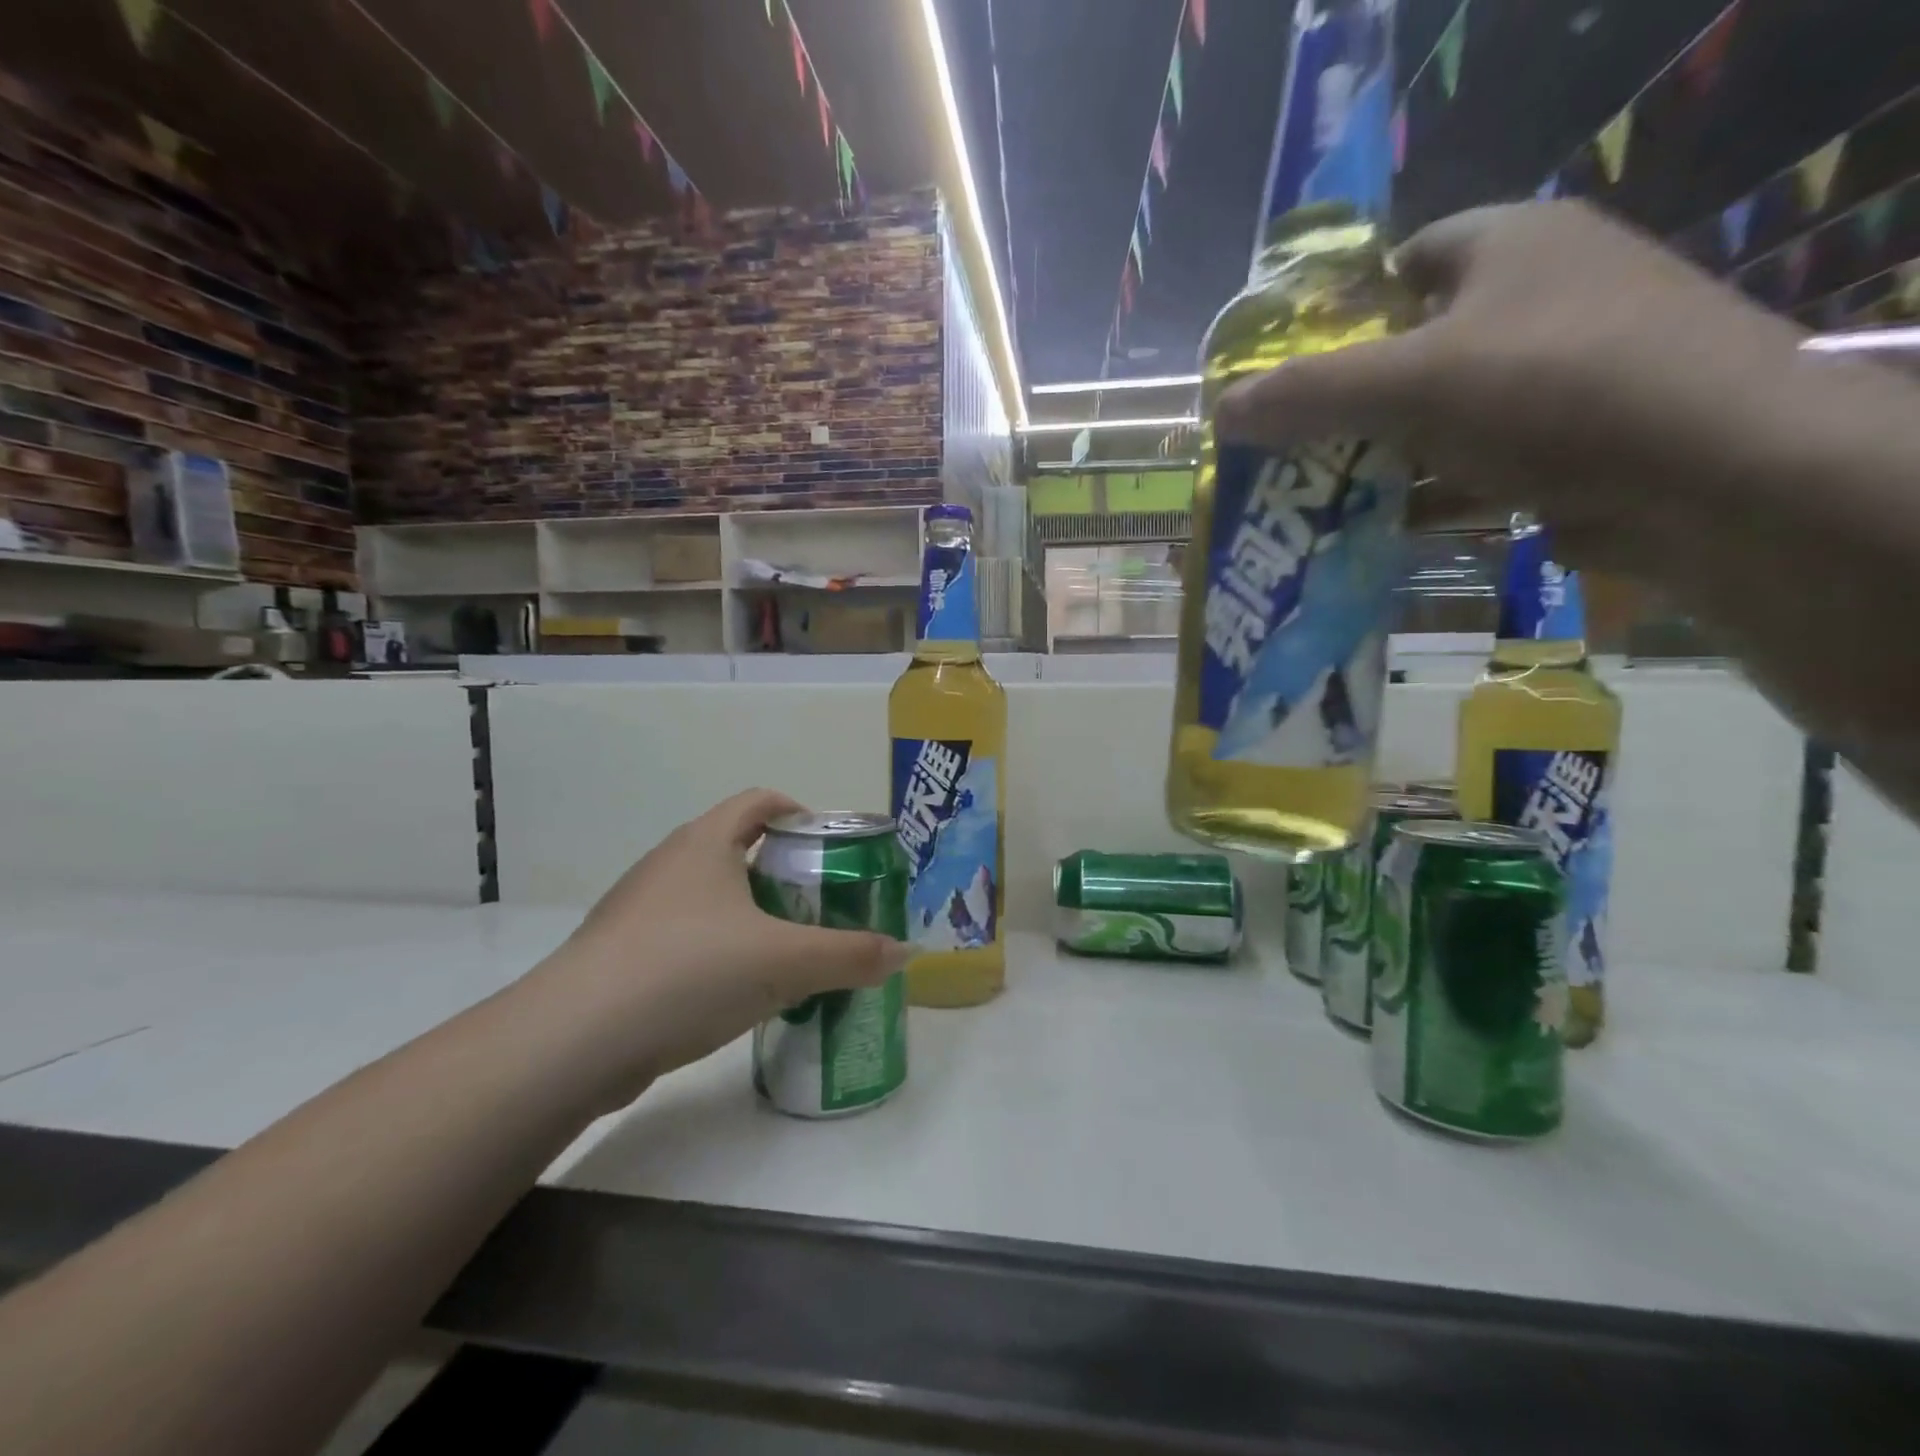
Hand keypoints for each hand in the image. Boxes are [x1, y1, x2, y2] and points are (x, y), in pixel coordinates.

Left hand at [527, 790, 911, 1109]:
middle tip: (821, 904)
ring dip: (750, 915)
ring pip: (709, 896)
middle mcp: (669, 864)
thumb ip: (850, 955)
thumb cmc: (689, 971)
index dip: (799, 812)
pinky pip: (684, 937)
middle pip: (736, 847)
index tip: (830, 845)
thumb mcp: (785, 962)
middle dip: (783, 871)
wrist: (573, 1041)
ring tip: (786, 951)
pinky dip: (717, 951)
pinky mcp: (621, 955)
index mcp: (706, 843)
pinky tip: (736, 992)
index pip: (759, 801)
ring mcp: (638, 910)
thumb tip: (906, 953)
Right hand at [1216, 200, 1809, 578]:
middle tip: (1290, 448)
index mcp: (1510, 245)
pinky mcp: (1577, 440)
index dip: (1340, 315)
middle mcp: (1543, 295)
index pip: (1402, 262)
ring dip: (1383, 456)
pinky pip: (1478, 460)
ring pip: (1443, 412)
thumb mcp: (1410, 384)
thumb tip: (1221, 410)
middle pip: (1415, 345)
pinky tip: (1381, 527)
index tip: (1291, 376)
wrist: (1718, 475)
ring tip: (1318, 497)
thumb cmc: (1553, 393)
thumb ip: (1309, 394)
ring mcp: (1566, 371)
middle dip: (1350, 402)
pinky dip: (1430, 493)